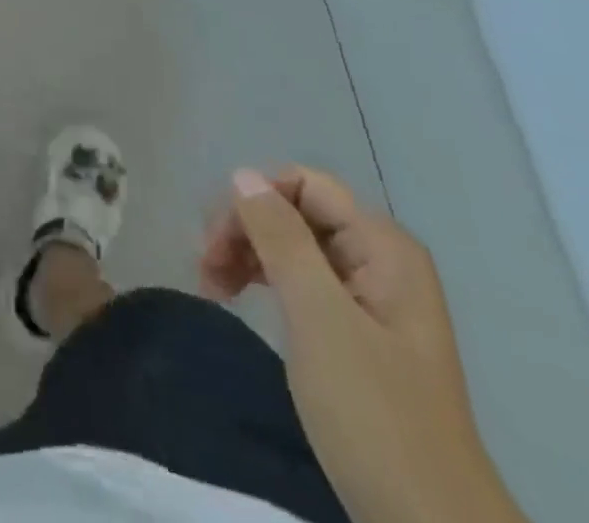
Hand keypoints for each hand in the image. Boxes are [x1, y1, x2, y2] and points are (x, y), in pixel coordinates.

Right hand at [202, 167, 526, 522]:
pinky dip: (266, 283)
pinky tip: (241, 299)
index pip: (304, 184)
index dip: (254, 201)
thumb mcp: (319, 317)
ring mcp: (371, 298)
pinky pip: (303, 282)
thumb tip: (243, 175)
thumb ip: (281, 238)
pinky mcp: (358, 333)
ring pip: (294, 246)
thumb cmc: (373, 413)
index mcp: (383, 246)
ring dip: (248, 256)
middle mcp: (380, 260)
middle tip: (205, 269)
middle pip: (296, 212)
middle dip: (245, 230)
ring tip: (212, 287)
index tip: (214, 242)